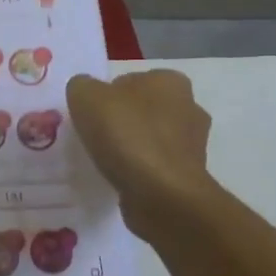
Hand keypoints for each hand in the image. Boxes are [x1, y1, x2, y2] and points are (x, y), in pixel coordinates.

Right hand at [67, 70, 215, 235]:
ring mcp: (193, 144)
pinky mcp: (188, 175)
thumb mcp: (85, 97)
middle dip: (123, 120)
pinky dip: (140, 171)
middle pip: (143, 109)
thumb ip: (81, 86)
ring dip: (132, 147)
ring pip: (151, 138)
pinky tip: (121, 179)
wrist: (161, 194)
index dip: (107, 96)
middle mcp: (189, 106)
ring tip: (105, 161)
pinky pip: (156, 166)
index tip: (91, 115)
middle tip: (95, 136)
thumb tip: (86, 92)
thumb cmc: (126, 135)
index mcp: (170, 81)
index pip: (130, 80)